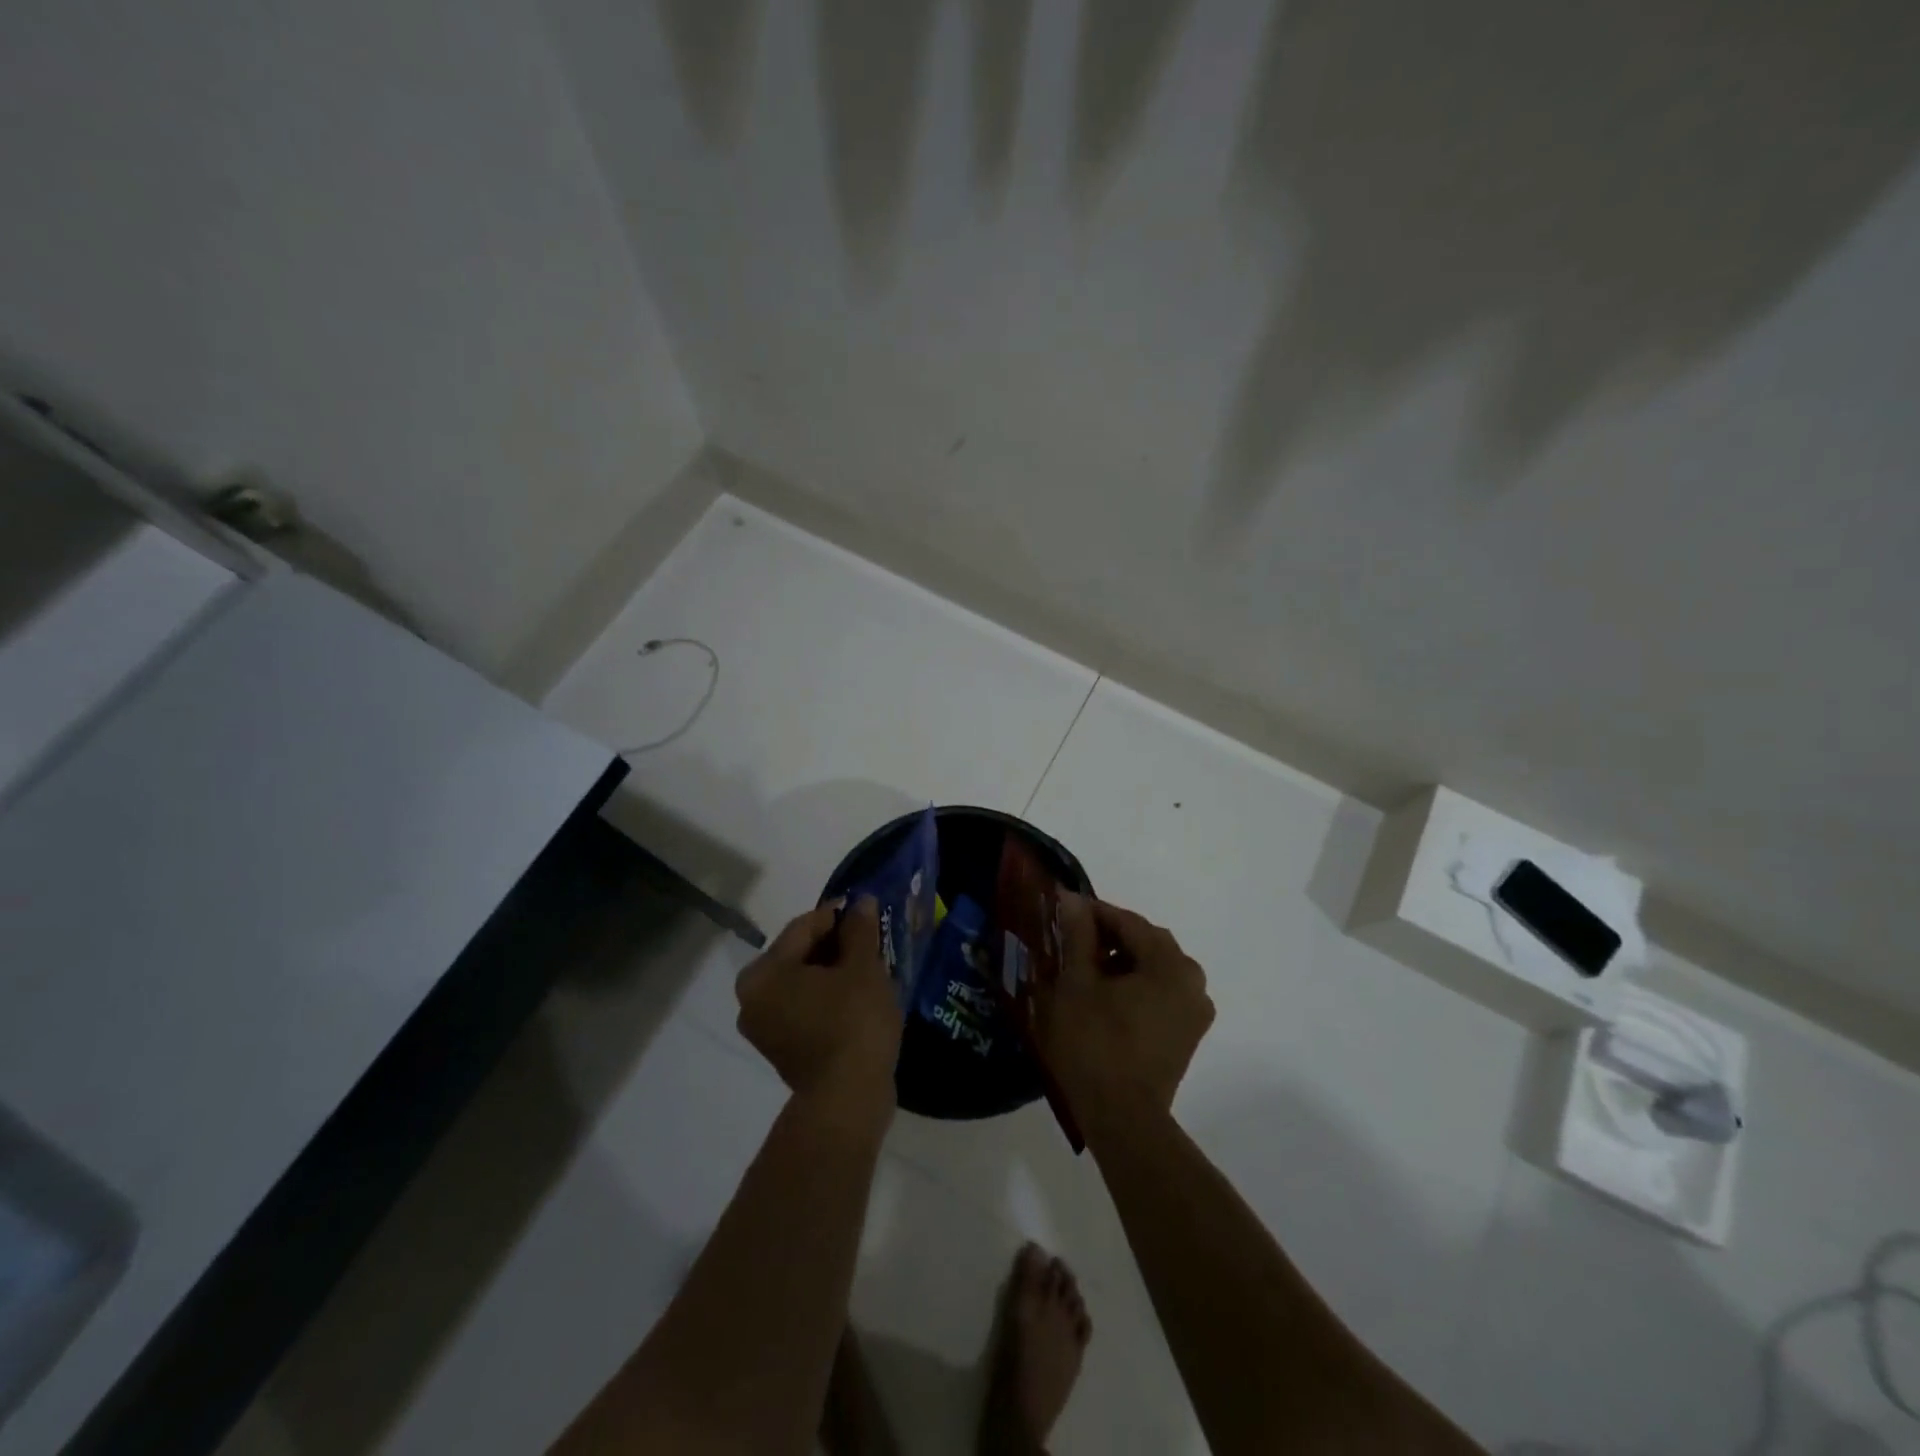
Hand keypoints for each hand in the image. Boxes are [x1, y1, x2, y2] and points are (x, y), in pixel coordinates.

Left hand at [736, 897, 902, 1123]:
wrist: (847, 1101)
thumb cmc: (852, 1023)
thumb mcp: (863, 968)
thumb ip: (859, 930)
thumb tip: (861, 902)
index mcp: (764, 973)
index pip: (803, 927)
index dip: (837, 914)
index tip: (866, 908)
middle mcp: (752, 998)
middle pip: (798, 954)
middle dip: (835, 944)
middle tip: (870, 938)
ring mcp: (763, 1027)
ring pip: (802, 982)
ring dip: (832, 970)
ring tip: (868, 965)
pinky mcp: (780, 1049)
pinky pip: (803, 1007)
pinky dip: (826, 996)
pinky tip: (856, 995)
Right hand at [1037, 894, 1213, 1123]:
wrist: (1122, 1119)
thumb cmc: (1094, 1044)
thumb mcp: (1077, 983)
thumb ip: (1078, 936)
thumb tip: (1074, 899)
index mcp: (1170, 964)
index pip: (1128, 922)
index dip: (1094, 914)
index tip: (1063, 911)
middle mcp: (1192, 981)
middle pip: (1146, 943)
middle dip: (1109, 938)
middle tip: (1071, 941)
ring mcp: (1194, 1011)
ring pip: (1154, 969)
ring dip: (1122, 963)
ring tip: (1083, 970)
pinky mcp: (1187, 1035)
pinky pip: (1160, 994)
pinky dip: (1135, 987)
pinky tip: (1104, 998)